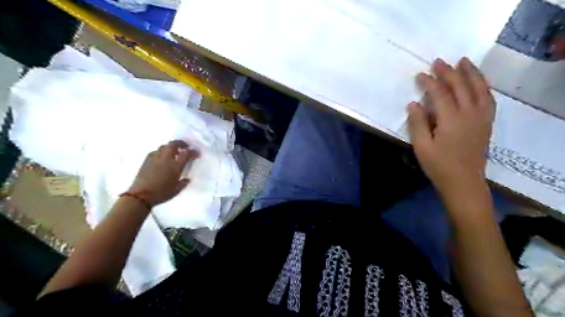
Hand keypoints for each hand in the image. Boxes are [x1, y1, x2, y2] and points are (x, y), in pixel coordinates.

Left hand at [129, 140, 199, 204]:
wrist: (141, 196)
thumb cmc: (161, 193)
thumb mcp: (177, 190)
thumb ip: (183, 183)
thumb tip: (186, 179)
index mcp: (176, 166)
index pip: (186, 153)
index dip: (193, 152)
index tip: (197, 154)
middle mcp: (166, 159)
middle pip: (173, 144)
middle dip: (181, 143)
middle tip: (185, 147)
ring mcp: (155, 158)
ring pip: (164, 146)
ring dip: (170, 147)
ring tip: (174, 152)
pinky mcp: (146, 160)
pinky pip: (155, 151)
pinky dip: (161, 152)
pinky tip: (161, 157)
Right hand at [406, 57, 494, 195]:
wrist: (463, 182)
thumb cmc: (438, 165)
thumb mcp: (421, 146)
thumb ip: (417, 123)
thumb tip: (413, 104)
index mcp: (451, 120)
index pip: (440, 94)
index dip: (429, 82)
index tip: (420, 74)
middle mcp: (470, 114)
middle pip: (460, 86)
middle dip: (448, 72)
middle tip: (438, 61)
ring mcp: (482, 118)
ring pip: (479, 88)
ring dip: (471, 73)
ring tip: (463, 61)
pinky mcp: (487, 123)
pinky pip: (488, 98)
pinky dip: (483, 86)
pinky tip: (477, 82)